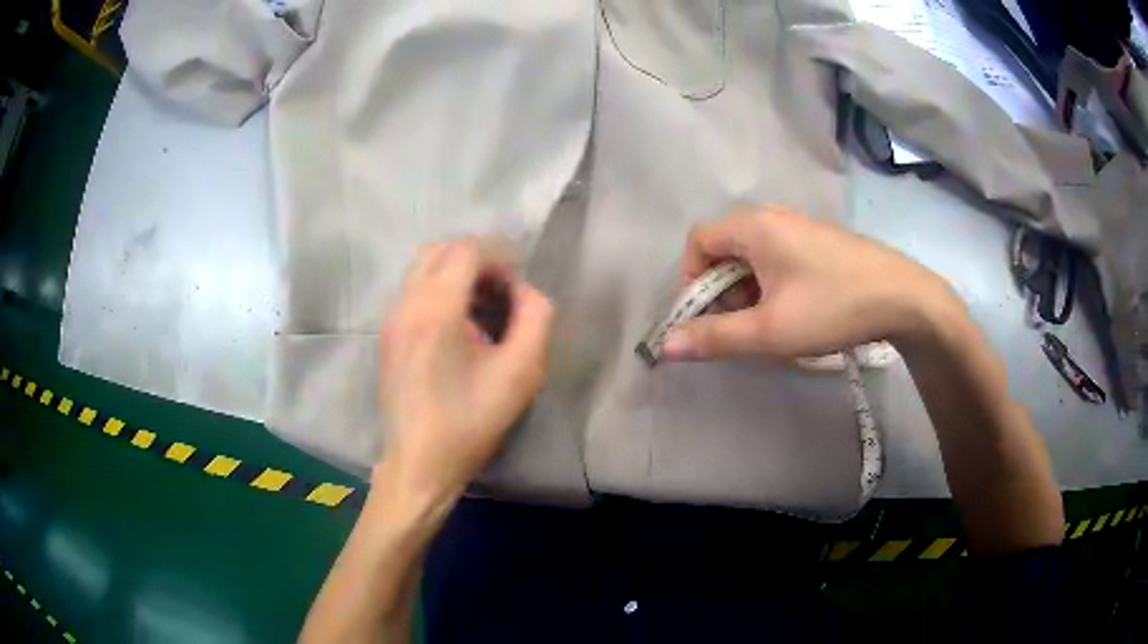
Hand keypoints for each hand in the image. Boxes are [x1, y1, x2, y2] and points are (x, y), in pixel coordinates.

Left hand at [378, 239, 553, 500]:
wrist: (419, 463)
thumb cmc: (471, 421)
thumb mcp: (522, 373)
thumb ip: (536, 318)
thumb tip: (524, 290)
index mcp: (436, 311)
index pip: (466, 250)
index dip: (498, 258)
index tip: (516, 288)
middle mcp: (406, 304)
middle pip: (440, 250)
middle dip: (476, 260)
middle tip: (501, 292)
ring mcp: (390, 319)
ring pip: (422, 267)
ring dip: (455, 274)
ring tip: (481, 309)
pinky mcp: (386, 335)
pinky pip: (412, 291)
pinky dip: (438, 290)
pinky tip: (457, 327)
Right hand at [664, 205, 961, 360]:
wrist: (903, 297)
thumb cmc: (833, 308)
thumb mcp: (770, 331)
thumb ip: (715, 337)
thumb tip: (666, 346)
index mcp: (754, 226)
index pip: (698, 241)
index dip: (692, 280)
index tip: (708, 317)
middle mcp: (774, 215)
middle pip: (726, 248)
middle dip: (723, 290)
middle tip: (744, 325)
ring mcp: (801, 226)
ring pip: (754, 255)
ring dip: (749, 290)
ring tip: (773, 323)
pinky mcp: (820, 240)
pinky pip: (779, 256)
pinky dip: (774, 283)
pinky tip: (798, 310)